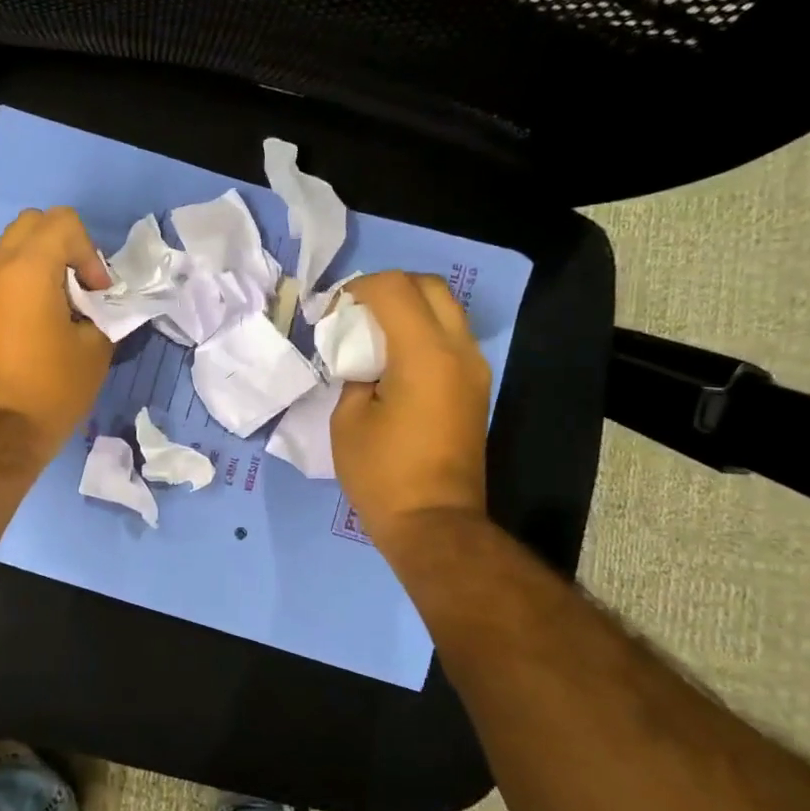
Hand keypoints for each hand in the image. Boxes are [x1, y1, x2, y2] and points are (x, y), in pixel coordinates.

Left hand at [0, 207, 113, 462]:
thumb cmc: (51, 389)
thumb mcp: (95, 349)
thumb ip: (105, 314)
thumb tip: (101, 307)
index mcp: (28, 269)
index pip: (63, 222)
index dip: (90, 251)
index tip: (97, 293)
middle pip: (32, 224)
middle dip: (64, 246)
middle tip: (81, 288)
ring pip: (13, 249)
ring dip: (43, 264)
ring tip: (62, 308)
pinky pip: (2, 277)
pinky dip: (25, 283)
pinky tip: (40, 324)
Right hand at [332, 271, 491, 539]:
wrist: (434, 523)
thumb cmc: (382, 474)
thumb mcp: (347, 420)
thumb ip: (355, 375)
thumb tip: (365, 362)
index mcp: (424, 354)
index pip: (395, 289)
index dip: (358, 288)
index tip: (333, 310)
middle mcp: (458, 351)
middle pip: (430, 287)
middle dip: (389, 288)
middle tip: (356, 312)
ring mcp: (474, 369)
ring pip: (446, 310)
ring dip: (409, 308)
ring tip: (373, 333)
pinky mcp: (476, 389)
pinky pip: (451, 338)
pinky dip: (423, 332)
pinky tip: (394, 358)